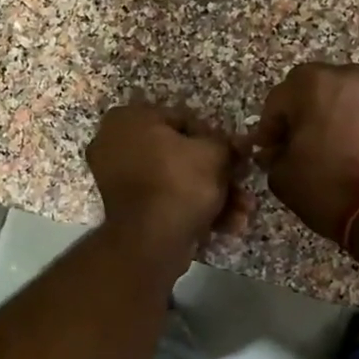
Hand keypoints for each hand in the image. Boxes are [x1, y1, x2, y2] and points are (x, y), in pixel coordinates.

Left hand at [87, 103, 252, 262]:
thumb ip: (228, 144)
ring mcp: (117, 180)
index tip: (235, 156)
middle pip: (180, 154)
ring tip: (243, 211)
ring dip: (213, 195)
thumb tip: (239, 144)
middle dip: (217, 173)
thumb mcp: (215, 153)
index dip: (215, 138)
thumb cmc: (180, 182)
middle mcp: (115, 144)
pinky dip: (193, 210)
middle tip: (242, 184)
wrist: (152, 240)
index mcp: (128, 119)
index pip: (182, 119)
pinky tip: (226, 225)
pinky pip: (164, 201)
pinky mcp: (126, 211)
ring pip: (175, 181)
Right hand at [250, 63, 358, 241]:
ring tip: (322, 148)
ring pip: (340, 97)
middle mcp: (346, 76)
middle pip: (311, 89)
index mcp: (312, 84)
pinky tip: (347, 151)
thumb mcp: (282, 175)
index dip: (268, 128)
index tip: (267, 151)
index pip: (277, 100)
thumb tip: (275, 151)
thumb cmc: (327, 187)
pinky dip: (351, 124)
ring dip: (326, 116)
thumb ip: (272, 155)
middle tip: (292, 145)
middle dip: (298, 114)